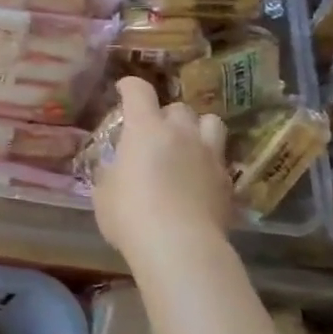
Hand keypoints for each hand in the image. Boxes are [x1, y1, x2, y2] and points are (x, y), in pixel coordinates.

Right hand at [92, 77, 232, 257]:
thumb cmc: (130, 215)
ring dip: (197, 129)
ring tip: (187, 144)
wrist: (180, 247)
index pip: (139, 91)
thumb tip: (117, 171)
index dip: (129, 86)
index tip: (123, 90)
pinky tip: (199, 179)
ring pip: (211, 123)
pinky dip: (208, 162)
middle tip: (154, 131)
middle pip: (178, 107)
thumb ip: (112, 173)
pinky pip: (220, 159)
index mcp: (145, 129)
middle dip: (165, 115)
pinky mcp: (228, 181)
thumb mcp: (104, 193)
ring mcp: (209, 155)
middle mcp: (181, 133)